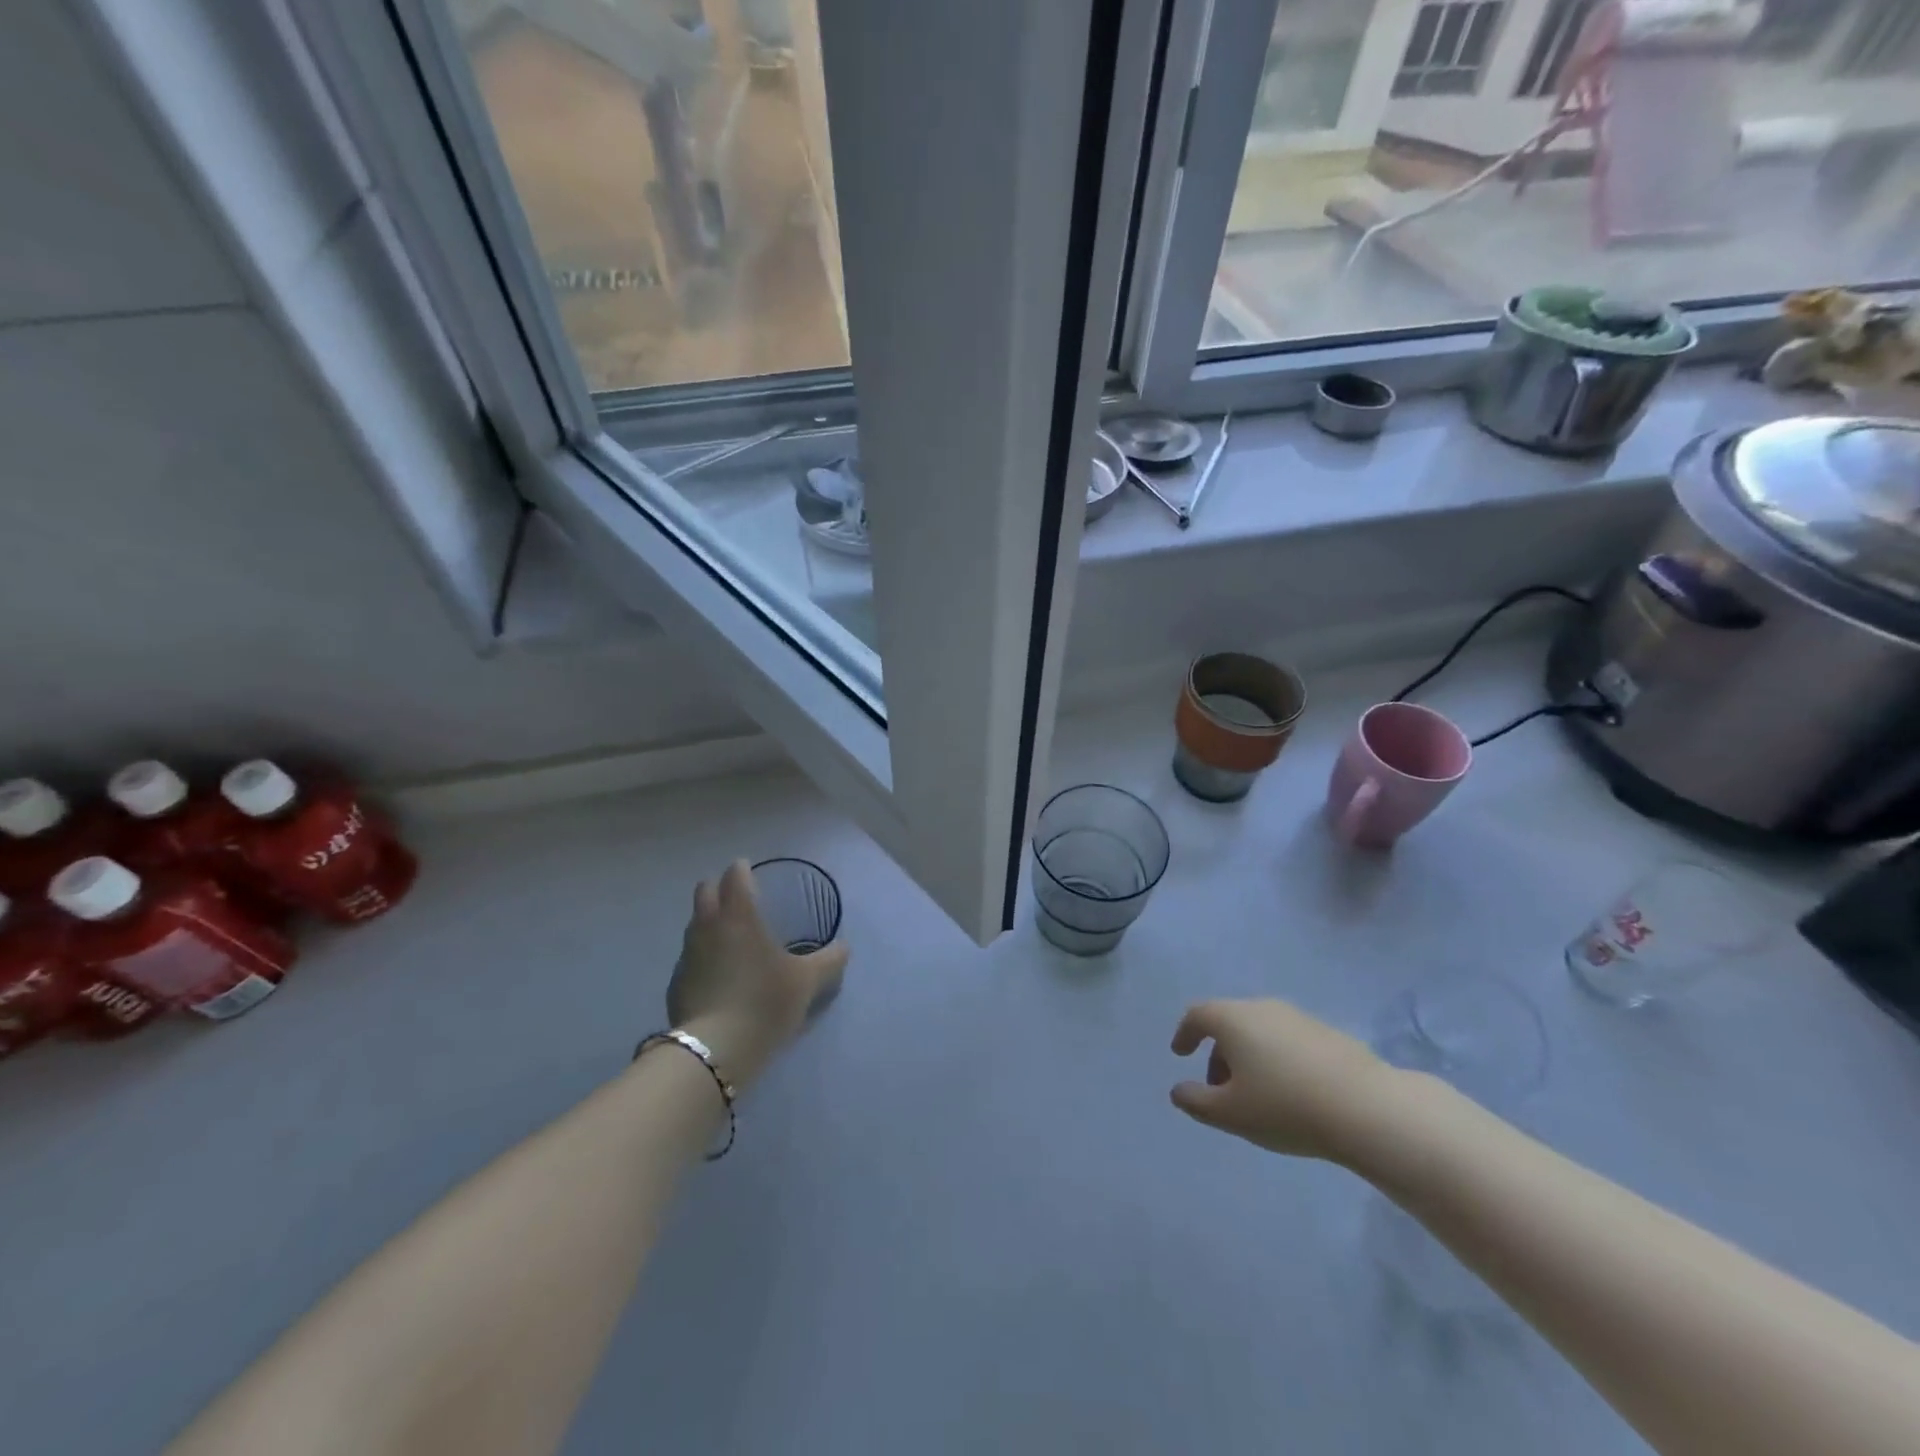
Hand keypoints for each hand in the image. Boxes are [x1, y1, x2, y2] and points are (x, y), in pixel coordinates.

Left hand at [666, 860, 847, 1088]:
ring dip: (709, 922)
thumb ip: (829, 960)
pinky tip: (718, 975)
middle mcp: (708, 926)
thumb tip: (844, 948)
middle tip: (738, 899)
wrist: (715, 1050)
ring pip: (695, 924)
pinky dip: (703, 956)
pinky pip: (691, 957)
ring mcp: (688, 955)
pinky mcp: (676, 983)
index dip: (743, 870)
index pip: (734, 876)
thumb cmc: (765, 1001)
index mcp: (739, 915)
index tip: (751, 872)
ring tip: (730, 938)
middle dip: (719, 888)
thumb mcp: (808, 981)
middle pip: (705, 891)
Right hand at [1170, 999, 1399, 1162]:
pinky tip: (1291, 1091)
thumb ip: (1196, 1102)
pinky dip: (1276, 1058)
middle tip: (1219, 1088)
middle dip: (1218, 1052)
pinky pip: (1287, 1039)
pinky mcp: (1327, 1033)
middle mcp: (1262, 1007)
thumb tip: (1179, 1091)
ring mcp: (1298, 1017)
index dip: (1185, 1033)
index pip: (1198, 1015)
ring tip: (1256, 1094)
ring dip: (1248, 1056)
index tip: (1181, 1053)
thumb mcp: (1230, 1114)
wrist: (1367, 1108)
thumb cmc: (1285, 1107)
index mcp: (1233, 1019)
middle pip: (1229, 1022)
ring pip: (1260, 1030)